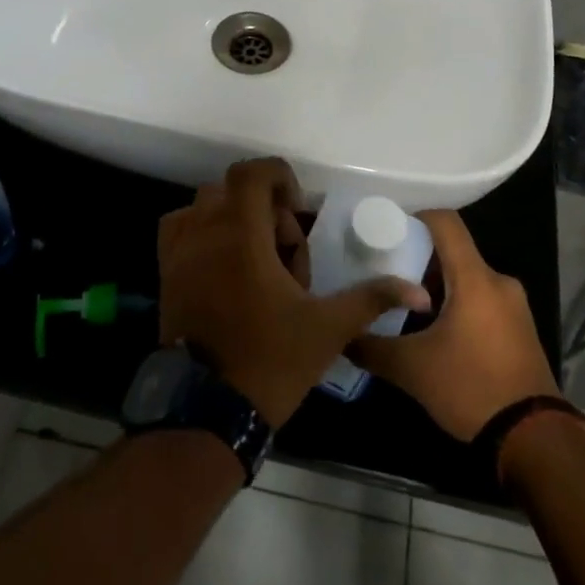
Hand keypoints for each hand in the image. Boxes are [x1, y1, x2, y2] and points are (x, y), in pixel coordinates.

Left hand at [158, 158, 430, 428]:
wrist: (207, 412)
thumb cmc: (270, 361)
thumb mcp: (327, 328)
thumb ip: (371, 299)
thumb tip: (419, 292)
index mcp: (242, 235)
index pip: (252, 173)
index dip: (279, 177)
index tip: (297, 210)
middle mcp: (204, 232)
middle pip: (232, 189)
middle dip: (264, 208)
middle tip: (285, 251)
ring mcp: (179, 252)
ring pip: (204, 207)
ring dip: (233, 219)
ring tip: (255, 259)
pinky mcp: (165, 273)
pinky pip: (179, 230)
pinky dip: (202, 233)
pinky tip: (225, 268)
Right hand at [349, 210, 559, 441]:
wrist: (535, 440)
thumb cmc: (471, 388)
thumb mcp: (412, 369)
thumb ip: (372, 347)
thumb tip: (343, 336)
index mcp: (474, 278)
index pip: (446, 223)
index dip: (416, 217)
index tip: (388, 229)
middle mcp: (498, 282)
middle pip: (455, 252)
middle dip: (420, 259)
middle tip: (387, 273)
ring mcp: (514, 306)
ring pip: (468, 278)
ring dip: (439, 286)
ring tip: (406, 305)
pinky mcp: (521, 329)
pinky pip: (483, 300)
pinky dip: (458, 304)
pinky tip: (436, 331)